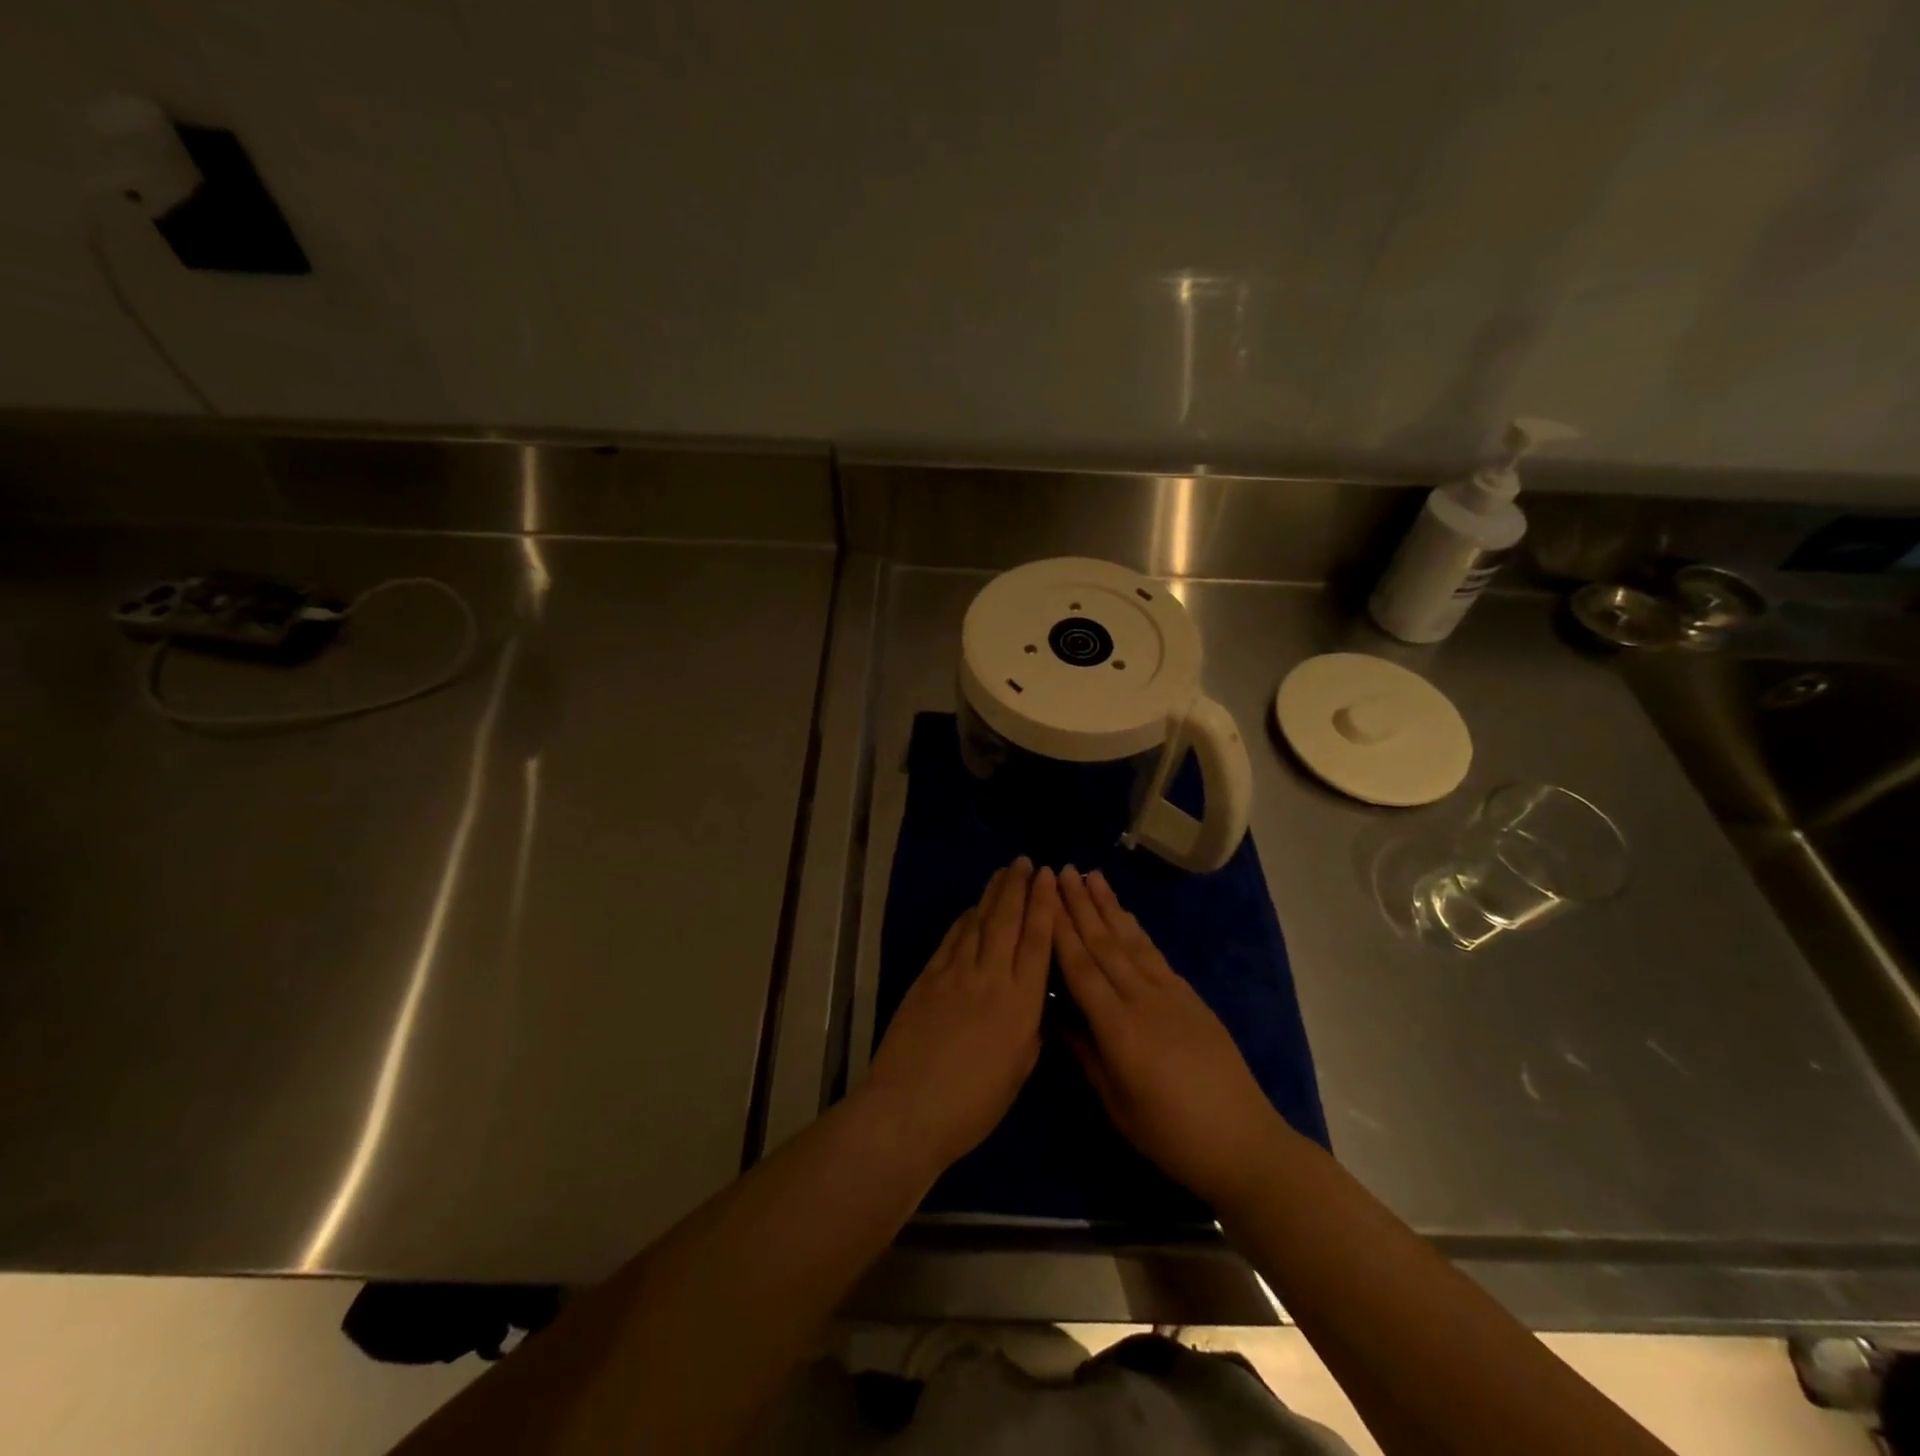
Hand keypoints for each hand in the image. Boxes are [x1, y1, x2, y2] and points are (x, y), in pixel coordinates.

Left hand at [864, 859, 1057, 1172]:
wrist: (908, 1109)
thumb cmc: (972, 1105)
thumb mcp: (1018, 1071)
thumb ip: (1029, 1029)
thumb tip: (1031, 1001)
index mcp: (1021, 1003)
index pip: (1038, 941)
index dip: (1045, 905)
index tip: (1050, 877)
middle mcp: (991, 978)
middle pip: (1008, 921)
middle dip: (1019, 888)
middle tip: (1026, 861)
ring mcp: (956, 974)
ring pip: (979, 923)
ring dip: (993, 894)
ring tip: (1003, 872)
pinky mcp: (928, 977)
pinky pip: (952, 939)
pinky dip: (964, 919)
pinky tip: (972, 908)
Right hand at [1053, 866, 1289, 1205]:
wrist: (1244, 1142)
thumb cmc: (1171, 1134)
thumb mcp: (1117, 1104)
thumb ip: (1086, 1053)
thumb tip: (1056, 1015)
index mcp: (1119, 1029)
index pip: (1081, 969)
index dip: (1059, 931)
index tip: (1042, 897)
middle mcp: (1143, 1000)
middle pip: (1104, 944)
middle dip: (1079, 905)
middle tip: (1061, 870)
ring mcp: (1170, 994)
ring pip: (1130, 941)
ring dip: (1108, 906)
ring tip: (1090, 876)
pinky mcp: (1190, 996)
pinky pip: (1154, 954)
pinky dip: (1136, 929)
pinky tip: (1125, 914)